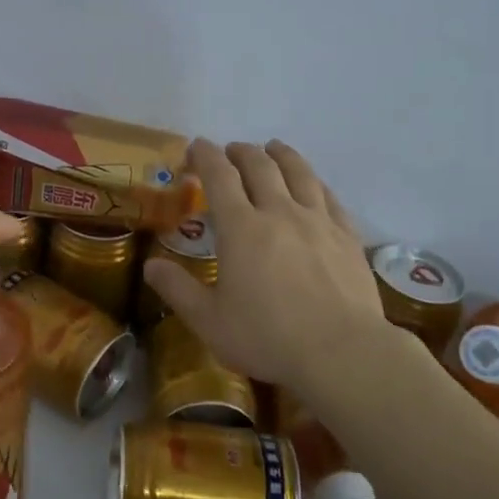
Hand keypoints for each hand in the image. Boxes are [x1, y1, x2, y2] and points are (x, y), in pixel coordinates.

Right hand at [144, 139, 387, 390]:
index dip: (205, 155)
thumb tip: (150, 265)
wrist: (342, 352)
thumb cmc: (268, 337)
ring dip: (282, 155)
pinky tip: (314, 185)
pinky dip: (315, 183)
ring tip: (273, 148)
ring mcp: (318, 222)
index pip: (219, 176)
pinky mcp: (347, 237)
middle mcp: (280, 212)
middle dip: (241, 152)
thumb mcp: (210, 321)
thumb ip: (178, 290)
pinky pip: (330, 197)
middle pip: (260, 166)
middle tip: (231, 151)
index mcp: (242, 228)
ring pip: (299, 173)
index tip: (196, 146)